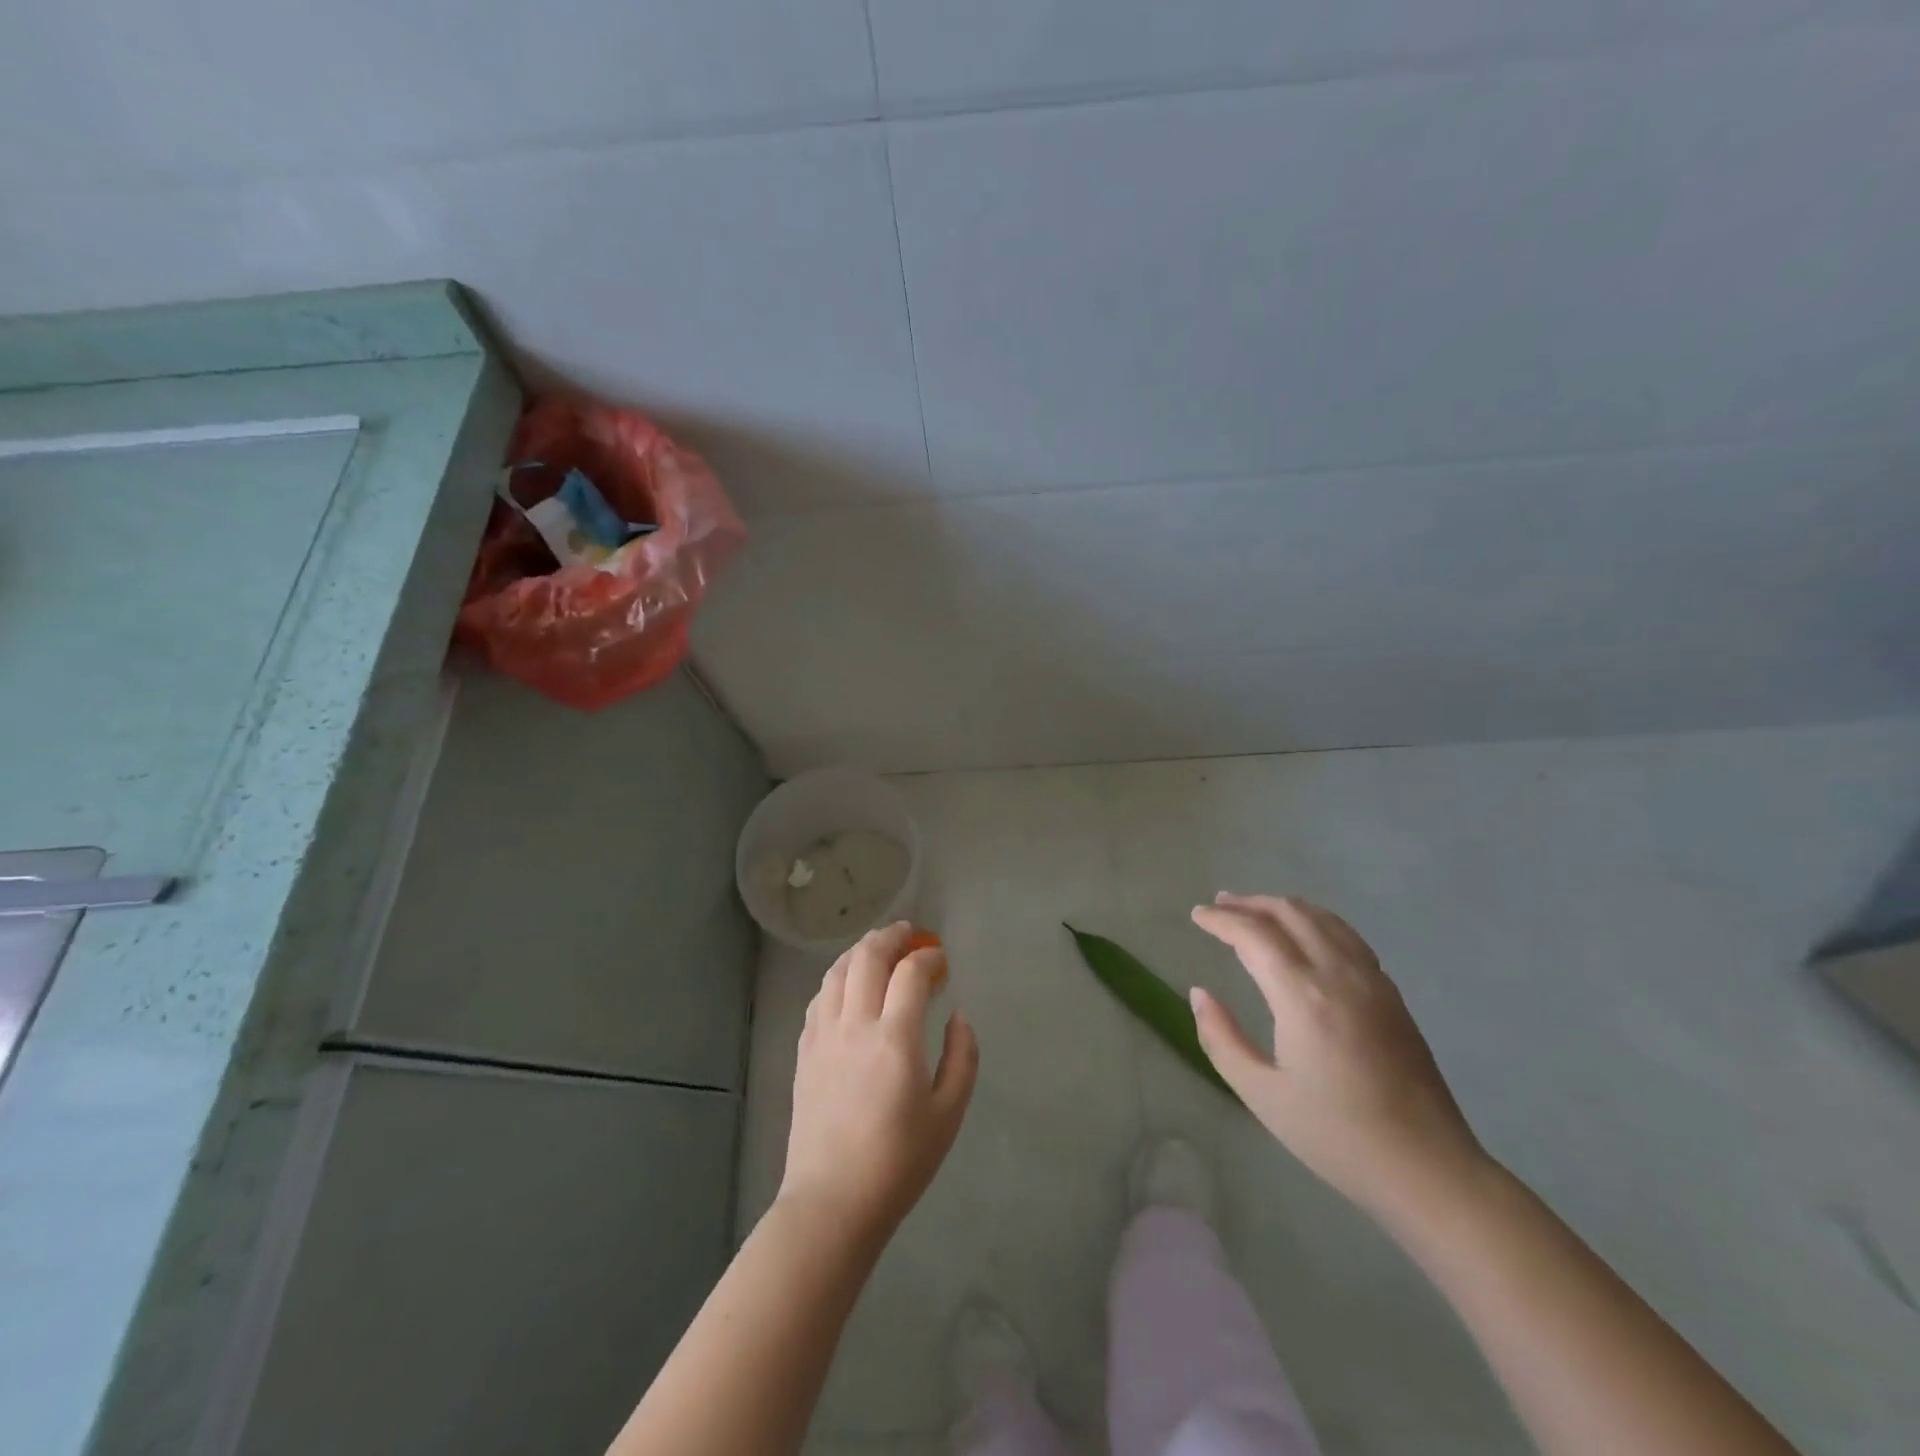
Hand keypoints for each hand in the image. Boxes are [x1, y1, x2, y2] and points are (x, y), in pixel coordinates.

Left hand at [778, 922, 978, 1243]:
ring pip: (837, 972)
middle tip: (908, 933)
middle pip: (867, 958)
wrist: (832, 1202)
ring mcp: (824, 1036)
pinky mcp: (805, 1051)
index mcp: (895, 1038)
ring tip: (878, 948)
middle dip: (890, 937)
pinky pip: (820, 997)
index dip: (928, 957)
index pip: (910, 973)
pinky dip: (838, 978)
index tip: (941, 959)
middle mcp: (855, 1025)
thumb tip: (958, 1015)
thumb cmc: (898, 1162)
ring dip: (860, 951)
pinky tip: (847, 985)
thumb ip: (962, 1057)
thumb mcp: (948, 1114)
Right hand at [1189, 892, 1488, 1221]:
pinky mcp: (1393, 995)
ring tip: (1257, 912)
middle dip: (1251, 903)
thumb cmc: (1336, 1137)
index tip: (1196, 915)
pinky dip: (1316, 922)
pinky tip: (1306, 937)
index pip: (1254, 935)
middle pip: (1290, 913)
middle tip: (1220, 906)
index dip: (1221, 920)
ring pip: (1324, 919)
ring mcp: (1372, 981)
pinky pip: (1348, 937)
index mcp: (1302, 996)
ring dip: (1284, 907)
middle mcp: (1339, 974)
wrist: (1428, 1170)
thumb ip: (1221, 1038)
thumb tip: (1199, 994)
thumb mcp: (1262, 1094)